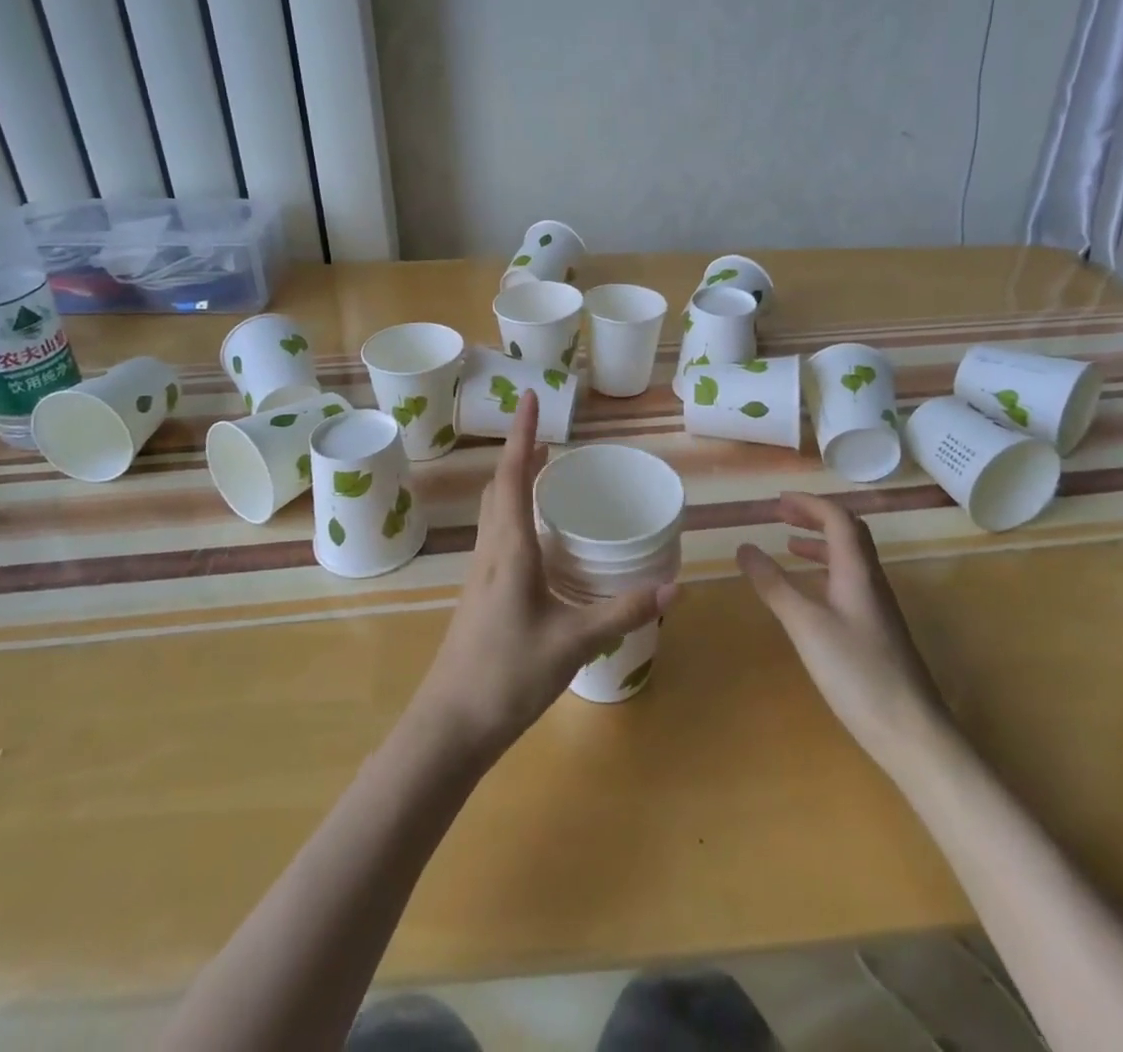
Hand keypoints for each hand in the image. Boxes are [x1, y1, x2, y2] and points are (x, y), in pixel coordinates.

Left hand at [411, 390, 674, 766]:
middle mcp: (490, 552)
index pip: (512, 476)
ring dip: (515, 483)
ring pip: (494, 512)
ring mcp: (480, 574)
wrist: (450, 726)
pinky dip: (515, 515)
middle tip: (549, 438)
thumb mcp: (573, 643)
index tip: (530, 397)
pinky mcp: (480, 595)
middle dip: (520, 455)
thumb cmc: (507, 675)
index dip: (521, 433)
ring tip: (545, 475)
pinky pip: (497, 536)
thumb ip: (622, 613)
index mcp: (508, 549)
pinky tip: (538, 539)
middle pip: (499, 488)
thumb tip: (673, 587)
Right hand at [736, 493, 943, 763]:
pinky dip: (825, 572)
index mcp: (857, 571)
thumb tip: (743, 547)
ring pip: (850, 558)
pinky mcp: (876, 630)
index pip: (837, 518)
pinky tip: (810, 593)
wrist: (911, 732)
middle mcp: (871, 580)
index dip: (808, 503)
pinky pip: (849, 582)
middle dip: (814, 517)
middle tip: (781, 515)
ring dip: (820, 543)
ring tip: (788, 546)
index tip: (776, 500)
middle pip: (848, 532)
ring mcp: (877, 607)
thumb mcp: (805, 625)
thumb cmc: (857, 672)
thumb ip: (774, 584)